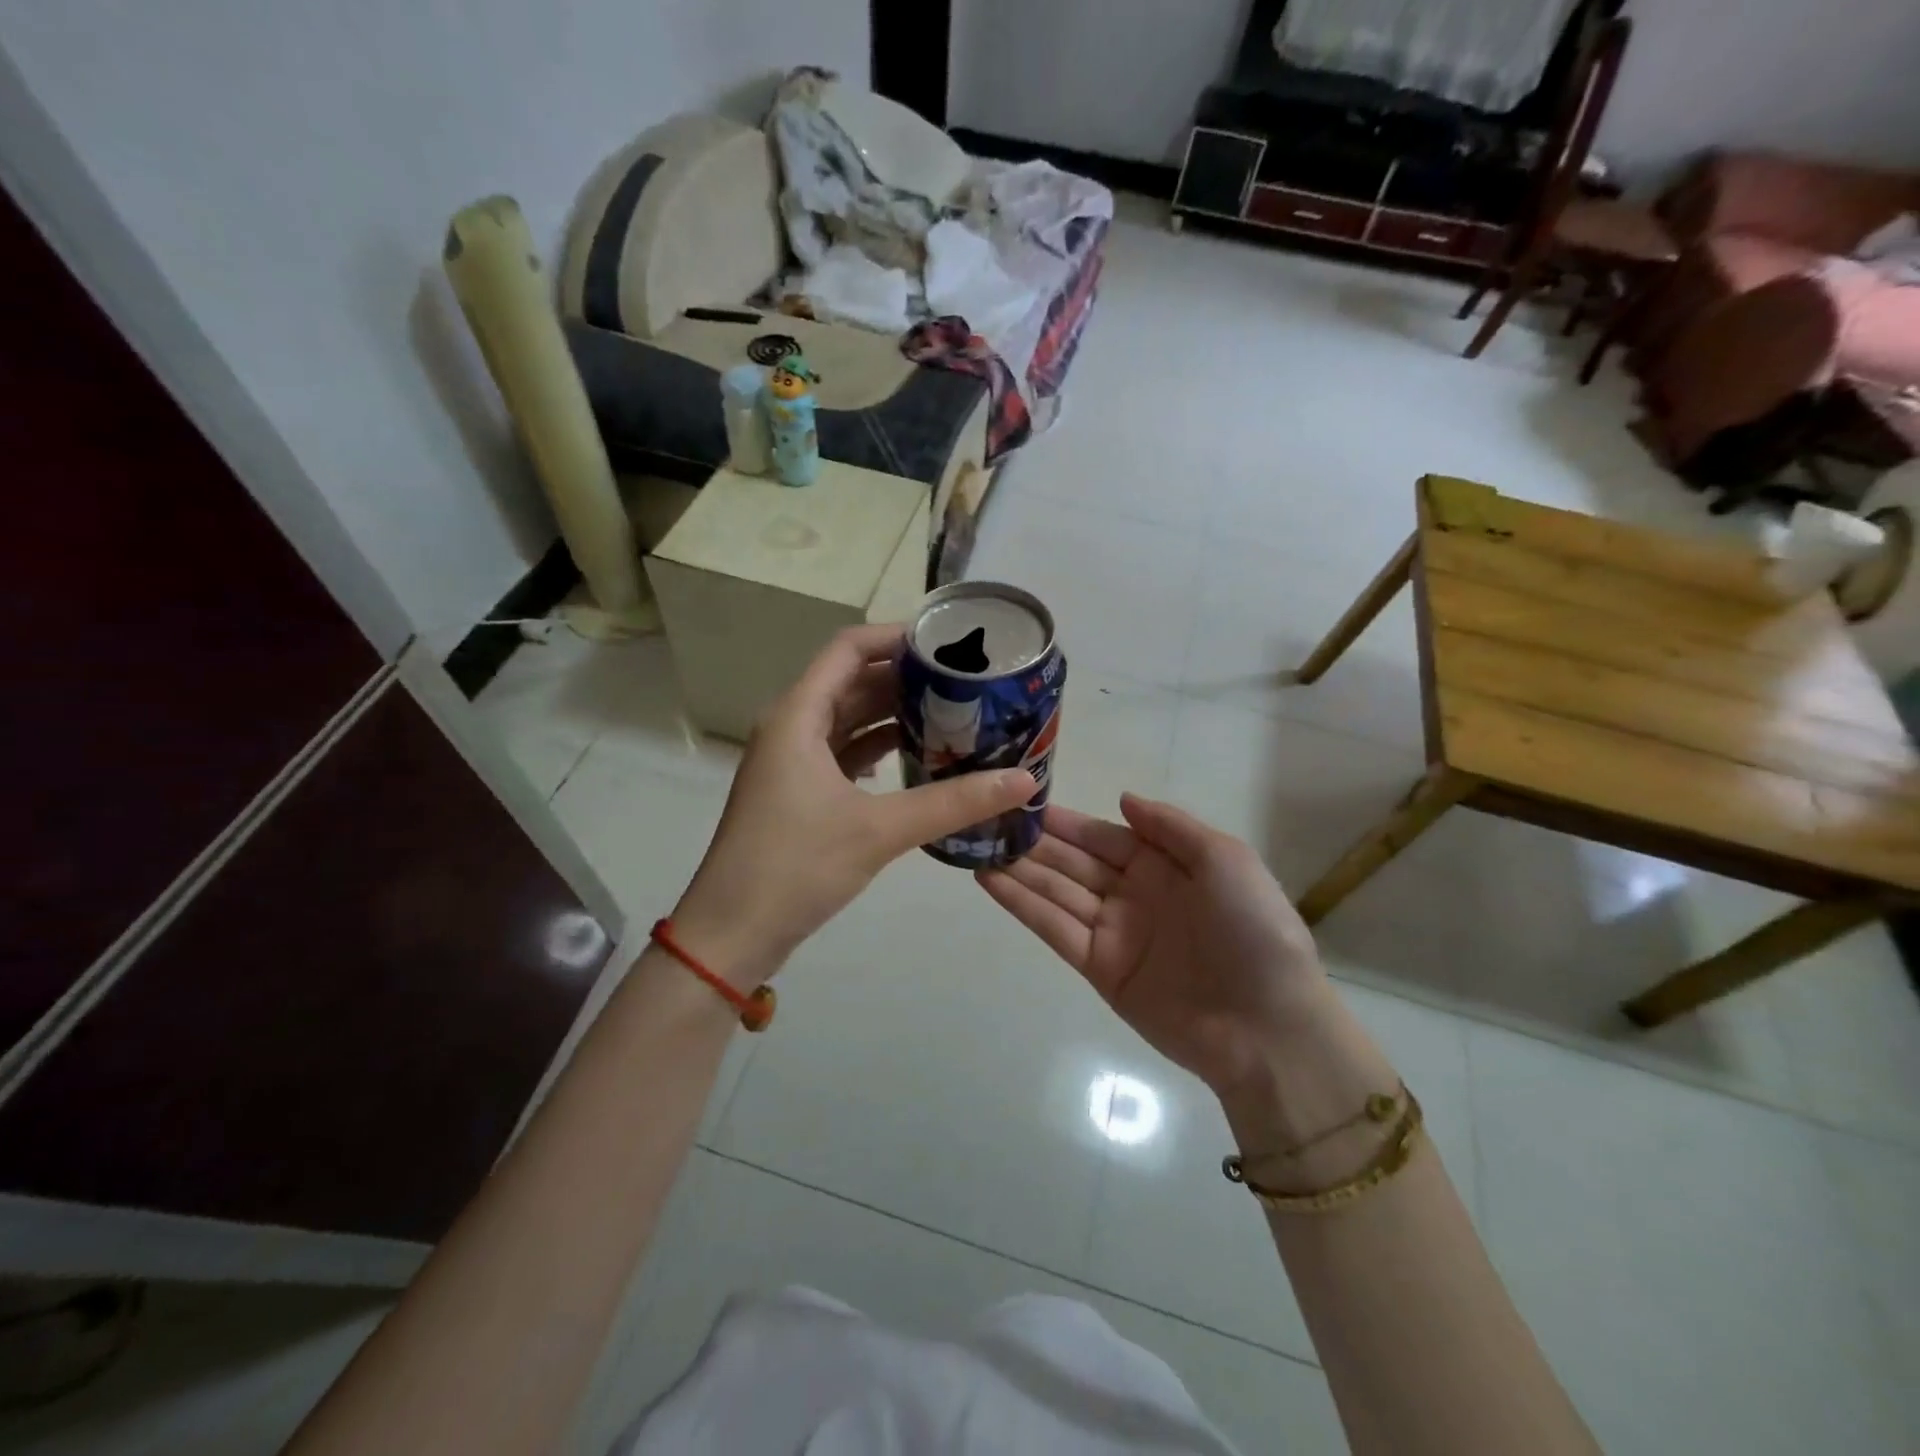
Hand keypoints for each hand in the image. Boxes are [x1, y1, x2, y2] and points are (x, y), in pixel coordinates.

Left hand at [673, 624, 1035, 987]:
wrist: (731, 934)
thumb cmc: (795, 867)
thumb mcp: (880, 830)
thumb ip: (953, 802)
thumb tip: (1024, 780)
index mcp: (798, 716)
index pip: (848, 649)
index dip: (895, 637)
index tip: (948, 644)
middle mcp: (791, 726)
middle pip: (852, 681)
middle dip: (906, 678)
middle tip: (966, 681)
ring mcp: (792, 761)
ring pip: (849, 719)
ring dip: (894, 714)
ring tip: (954, 714)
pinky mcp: (799, 792)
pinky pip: (844, 752)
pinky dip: (879, 748)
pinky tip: (918, 757)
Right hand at [977, 795, 1337, 1107]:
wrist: (1267, 1028)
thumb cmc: (1253, 932)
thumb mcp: (1225, 860)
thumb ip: (1171, 827)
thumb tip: (1122, 799)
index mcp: (1165, 866)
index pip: (1103, 836)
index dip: (1065, 821)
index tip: (1022, 802)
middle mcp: (1133, 894)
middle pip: (1073, 862)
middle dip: (1033, 842)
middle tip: (986, 819)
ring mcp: (1113, 932)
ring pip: (1055, 891)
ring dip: (1017, 868)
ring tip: (975, 844)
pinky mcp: (1098, 968)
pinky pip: (1054, 928)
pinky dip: (1021, 905)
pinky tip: (990, 880)